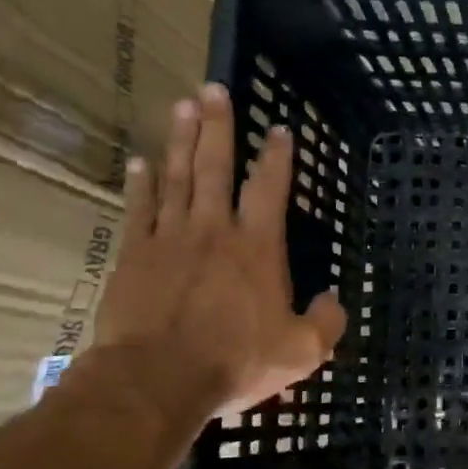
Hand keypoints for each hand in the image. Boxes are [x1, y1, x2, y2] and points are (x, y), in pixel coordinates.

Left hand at [94, 84, 345, 414]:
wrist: (157, 379)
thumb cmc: (237, 361)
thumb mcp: (303, 351)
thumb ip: (326, 322)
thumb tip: (334, 299)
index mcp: (258, 248)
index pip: (270, 190)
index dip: (277, 158)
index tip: (279, 129)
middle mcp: (214, 231)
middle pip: (215, 167)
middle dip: (218, 126)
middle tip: (215, 89)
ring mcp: (169, 239)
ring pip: (176, 177)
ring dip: (181, 140)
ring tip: (184, 106)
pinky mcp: (134, 255)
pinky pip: (139, 209)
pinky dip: (141, 183)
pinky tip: (140, 162)